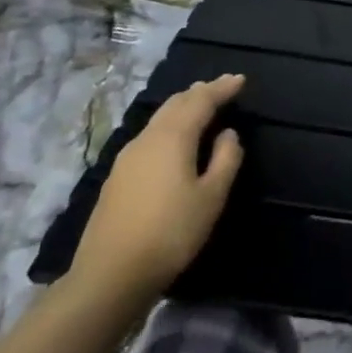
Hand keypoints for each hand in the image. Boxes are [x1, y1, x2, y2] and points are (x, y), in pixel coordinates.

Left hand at [68, 75, 245, 306]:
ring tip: (201, 106)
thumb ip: (225, 160)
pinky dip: (169, 126)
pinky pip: (150, 136)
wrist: (111, 273)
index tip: (240, 79)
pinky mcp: (118, 177)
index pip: (200, 101)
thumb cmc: (172, 232)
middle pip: (174, 105)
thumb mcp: (212, 196)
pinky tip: (175, 139)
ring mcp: (127, 158)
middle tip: (221, 87)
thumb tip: (228, 134)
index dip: (221, 88)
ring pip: (159, 119)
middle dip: (199, 92)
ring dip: (182, 108)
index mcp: (172, 138)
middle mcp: (146, 139)